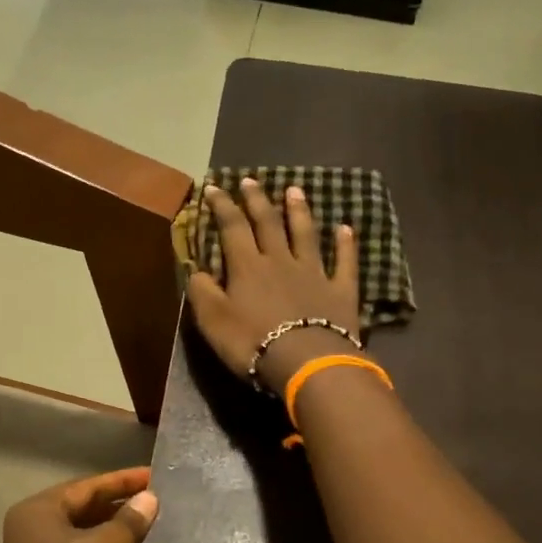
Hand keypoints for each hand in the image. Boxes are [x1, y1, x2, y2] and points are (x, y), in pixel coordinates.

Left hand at [0, 467, 157, 542]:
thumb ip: (131, 518)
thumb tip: (148, 500)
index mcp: (32, 516)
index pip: (84, 487)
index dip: (122, 480)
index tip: (155, 477)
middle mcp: (23, 541)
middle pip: (77, 515)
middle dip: (116, 508)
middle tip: (154, 504)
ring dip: (111, 538)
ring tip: (148, 532)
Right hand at [185, 178, 362, 392]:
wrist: (306, 361)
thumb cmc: (253, 342)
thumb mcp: (213, 321)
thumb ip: (202, 292)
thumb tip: (195, 269)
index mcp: (247, 267)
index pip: (232, 228)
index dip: (222, 206)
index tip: (213, 187)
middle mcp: (281, 260)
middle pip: (268, 223)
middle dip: (257, 200)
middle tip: (251, 180)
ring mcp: (314, 273)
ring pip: (305, 234)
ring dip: (299, 211)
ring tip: (295, 190)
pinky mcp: (340, 291)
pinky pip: (344, 262)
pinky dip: (346, 244)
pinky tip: (346, 228)